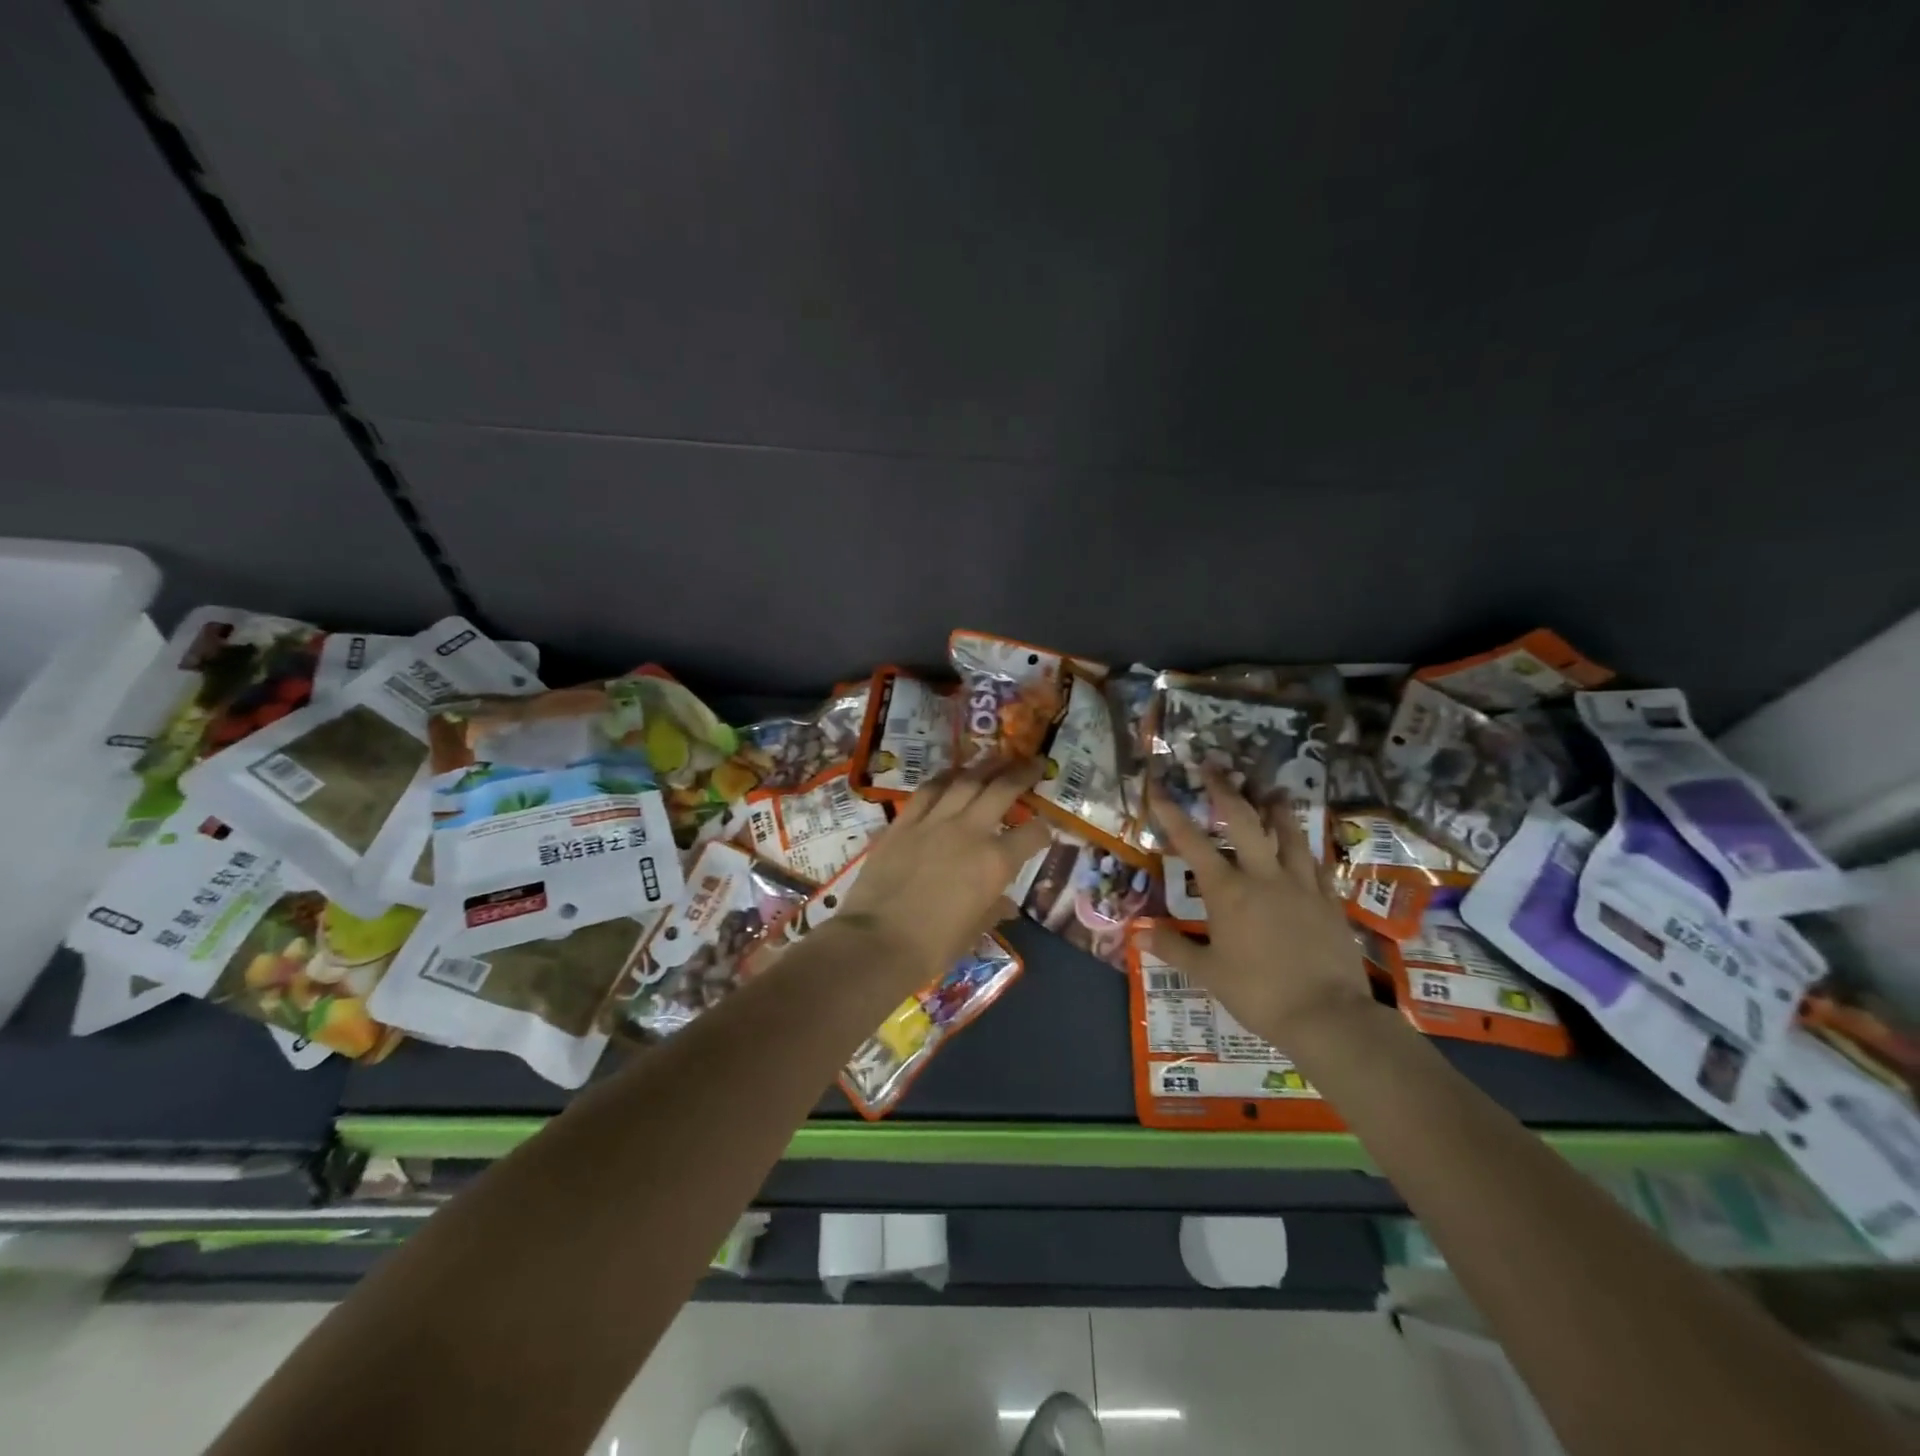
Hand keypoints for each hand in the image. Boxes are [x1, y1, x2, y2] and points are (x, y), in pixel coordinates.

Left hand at [836, 758, 1050, 980]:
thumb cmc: (933, 946)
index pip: (1032, 834)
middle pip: (1002, 790)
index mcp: (996, 862)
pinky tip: (953, 773)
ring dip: (986, 766)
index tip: (1045, 828)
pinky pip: (928, 790)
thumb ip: (993, 910)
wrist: (877, 942)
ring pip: (966, 781)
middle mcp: (970, 832)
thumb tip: (1006, 906)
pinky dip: (945, 777)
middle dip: (1023, 774)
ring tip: (998, 757)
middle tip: (1035, 762)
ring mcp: (934, 822)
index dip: (1043, 830)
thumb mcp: (974, 931)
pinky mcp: (904, 822)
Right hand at [1147, 772, 1373, 1050]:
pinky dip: (1307, 848)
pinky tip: (1306, 844)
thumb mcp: (1208, 972)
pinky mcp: (1328, 900)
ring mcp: (1301, 885)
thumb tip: (1137, 932)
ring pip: (1289, 834)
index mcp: (1228, 891)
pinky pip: (1317, 864)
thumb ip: (1173, 947)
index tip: (1157, 787)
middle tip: (1214, 767)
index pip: (1192, 843)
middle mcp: (1263, 876)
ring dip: (1276, 809)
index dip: (1171, 813)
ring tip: (1271, 790)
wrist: (1327, 1015)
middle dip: (1225, 791)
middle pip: (1244, 821)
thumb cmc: (1258, 992)